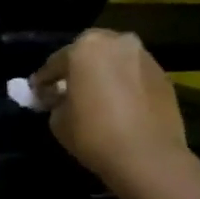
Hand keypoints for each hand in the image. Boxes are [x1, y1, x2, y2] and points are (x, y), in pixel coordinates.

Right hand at [31, 30, 197, 195]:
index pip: (55, 63)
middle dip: (76, 69)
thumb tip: (59, 97)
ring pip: (114, 61)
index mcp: (85, 48)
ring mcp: (144, 56)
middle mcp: (117, 42)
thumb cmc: (94, 134)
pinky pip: (133, 75)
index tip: (36, 93)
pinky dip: (123, 84)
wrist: (147, 156)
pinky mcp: (163, 75)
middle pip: (88, 52)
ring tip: (95, 96)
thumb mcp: (58, 120)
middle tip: (66, 90)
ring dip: (103, 74)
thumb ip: (55, 101)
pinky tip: (118, 104)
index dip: (43, 81)